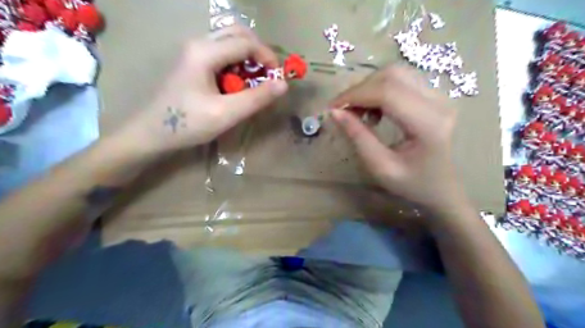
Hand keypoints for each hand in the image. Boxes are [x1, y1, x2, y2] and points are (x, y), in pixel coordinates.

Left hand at [128, 26, 286, 152]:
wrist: (152, 133)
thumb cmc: (188, 124)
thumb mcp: (226, 114)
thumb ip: (256, 98)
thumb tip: (283, 85)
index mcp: (205, 52)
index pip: (246, 43)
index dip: (268, 58)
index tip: (278, 79)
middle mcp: (199, 43)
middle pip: (238, 33)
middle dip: (259, 52)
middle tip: (268, 75)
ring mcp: (194, 51)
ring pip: (230, 41)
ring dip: (248, 57)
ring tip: (254, 81)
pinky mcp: (193, 62)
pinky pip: (222, 53)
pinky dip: (237, 64)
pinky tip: (237, 84)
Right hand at [330, 64, 463, 212]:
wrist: (443, 187)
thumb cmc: (413, 184)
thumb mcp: (380, 167)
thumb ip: (358, 137)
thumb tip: (335, 112)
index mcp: (428, 124)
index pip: (387, 93)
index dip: (355, 95)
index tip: (333, 108)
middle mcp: (439, 102)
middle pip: (392, 76)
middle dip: (360, 89)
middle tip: (344, 110)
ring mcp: (440, 95)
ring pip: (396, 73)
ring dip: (370, 87)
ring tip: (360, 111)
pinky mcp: (435, 95)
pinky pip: (403, 80)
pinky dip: (381, 89)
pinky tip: (376, 109)